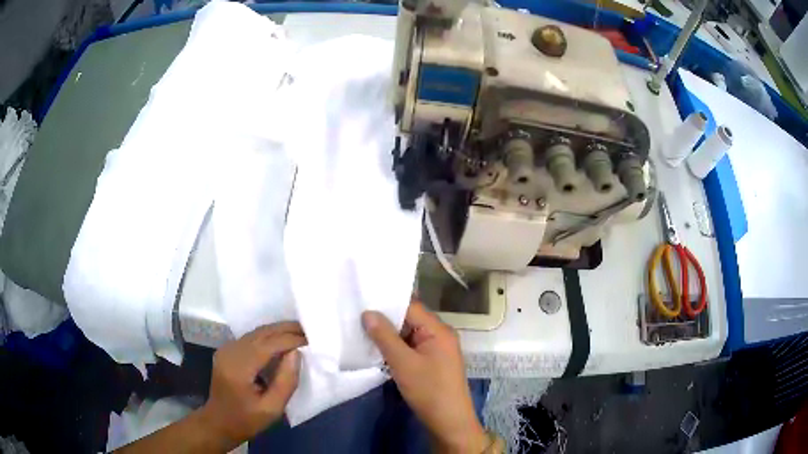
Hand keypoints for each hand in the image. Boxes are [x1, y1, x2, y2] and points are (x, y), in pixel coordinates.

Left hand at [199, 322, 305, 447]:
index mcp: (238, 368)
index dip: (290, 340)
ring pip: (256, 332)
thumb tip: (296, 354)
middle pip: (261, 333)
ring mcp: (226, 349)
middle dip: (286, 329)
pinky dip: (268, 336)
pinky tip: (281, 340)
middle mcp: (230, 352)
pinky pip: (251, 338)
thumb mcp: (272, 409)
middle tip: (308, 329)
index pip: (267, 345)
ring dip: (278, 330)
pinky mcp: (227, 351)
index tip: (311, 340)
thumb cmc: (247, 420)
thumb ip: (286, 381)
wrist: (218, 422)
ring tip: (299, 332)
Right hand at [362, 302, 488, 452]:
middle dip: (386, 321)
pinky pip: (412, 348)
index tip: (362, 302)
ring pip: (409, 335)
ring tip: (362, 333)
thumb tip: (367, 312)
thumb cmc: (428, 390)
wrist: (449, 421)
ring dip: (390, 337)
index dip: (387, 304)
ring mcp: (438, 350)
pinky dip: (397, 349)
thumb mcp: (403, 363)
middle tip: (357, 318)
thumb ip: (384, 337)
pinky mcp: (433, 363)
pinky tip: (378, 351)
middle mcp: (440, 335)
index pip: (410, 307)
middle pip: (410, 320)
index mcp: (438, 330)